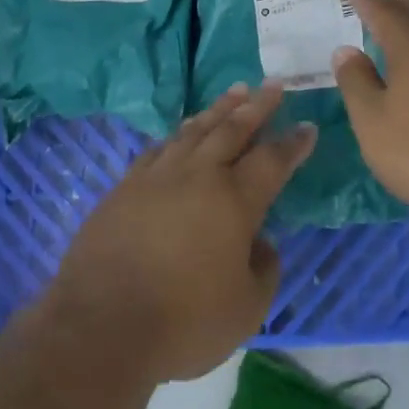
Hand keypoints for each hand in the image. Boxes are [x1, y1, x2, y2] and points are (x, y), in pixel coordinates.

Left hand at [44, 84, 314, 384]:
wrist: (101, 324)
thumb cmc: (183, 321)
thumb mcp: (245, 310)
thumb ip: (264, 270)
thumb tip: (262, 243)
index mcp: (235, 201)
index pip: (273, 160)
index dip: (293, 143)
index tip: (307, 125)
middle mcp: (199, 175)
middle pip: (233, 129)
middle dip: (258, 105)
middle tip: (273, 85)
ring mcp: (158, 176)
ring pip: (195, 130)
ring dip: (219, 109)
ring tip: (236, 91)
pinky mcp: (126, 186)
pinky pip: (160, 148)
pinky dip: (178, 134)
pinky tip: (181, 131)